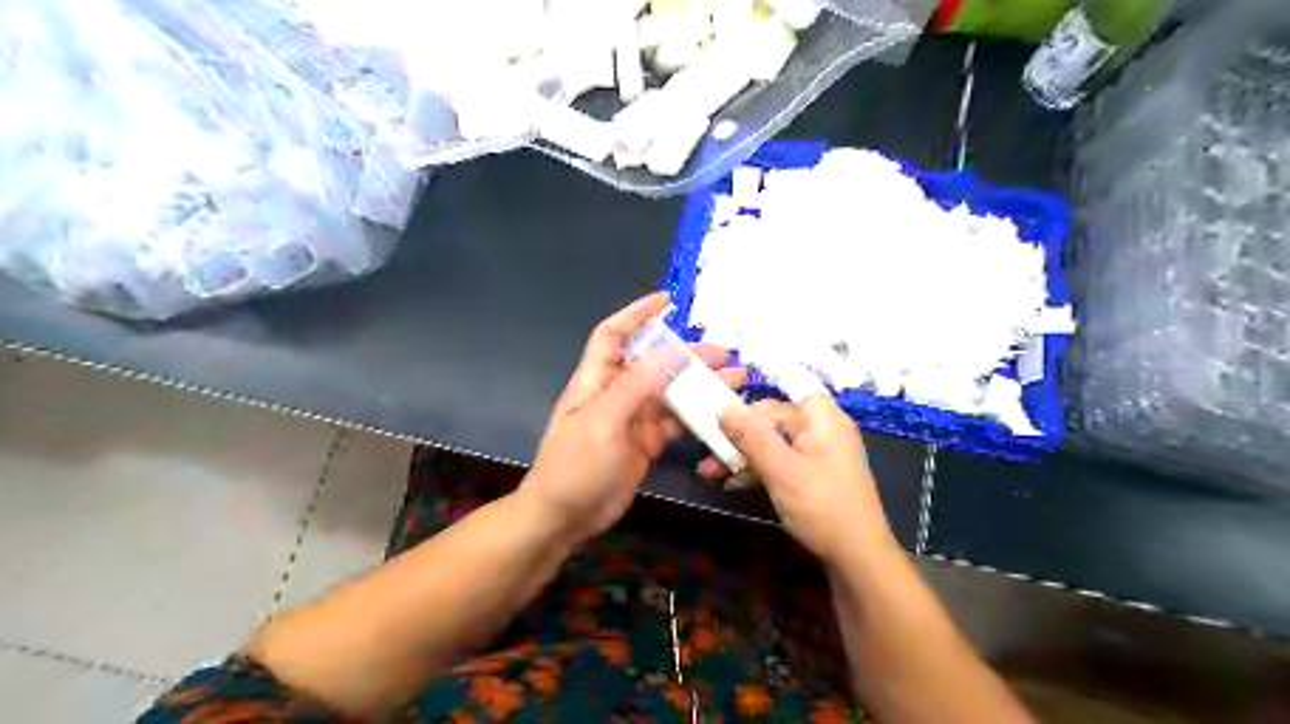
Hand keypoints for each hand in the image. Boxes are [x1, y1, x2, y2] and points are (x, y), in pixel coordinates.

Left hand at [521, 290, 746, 543]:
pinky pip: (674, 423)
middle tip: (723, 353)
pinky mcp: (645, 443)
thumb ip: (635, 385)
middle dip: (686, 354)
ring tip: (733, 379)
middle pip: (653, 363)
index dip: (637, 314)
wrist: (564, 517)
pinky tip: (719, 412)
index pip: (614, 334)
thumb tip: (668, 350)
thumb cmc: (575, 466)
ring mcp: (632, 419)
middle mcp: (616, 393)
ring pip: (669, 393)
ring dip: (698, 384)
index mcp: (597, 380)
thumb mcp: (603, 422)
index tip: (667, 301)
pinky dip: (696, 416)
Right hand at [700, 392, 892, 561]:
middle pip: (774, 419)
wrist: (857, 558)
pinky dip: (758, 470)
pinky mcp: (812, 477)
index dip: (756, 392)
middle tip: (706, 450)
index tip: (722, 402)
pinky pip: (781, 462)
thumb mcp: (781, 469)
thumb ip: (751, 437)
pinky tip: (730, 483)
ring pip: (773, 444)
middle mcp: (822, 430)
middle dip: (739, 434)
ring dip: (742, 455)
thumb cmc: (821, 506)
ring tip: (708, 472)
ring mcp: (818, 455)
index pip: (787, 387)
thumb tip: (725, 407)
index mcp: (822, 419)